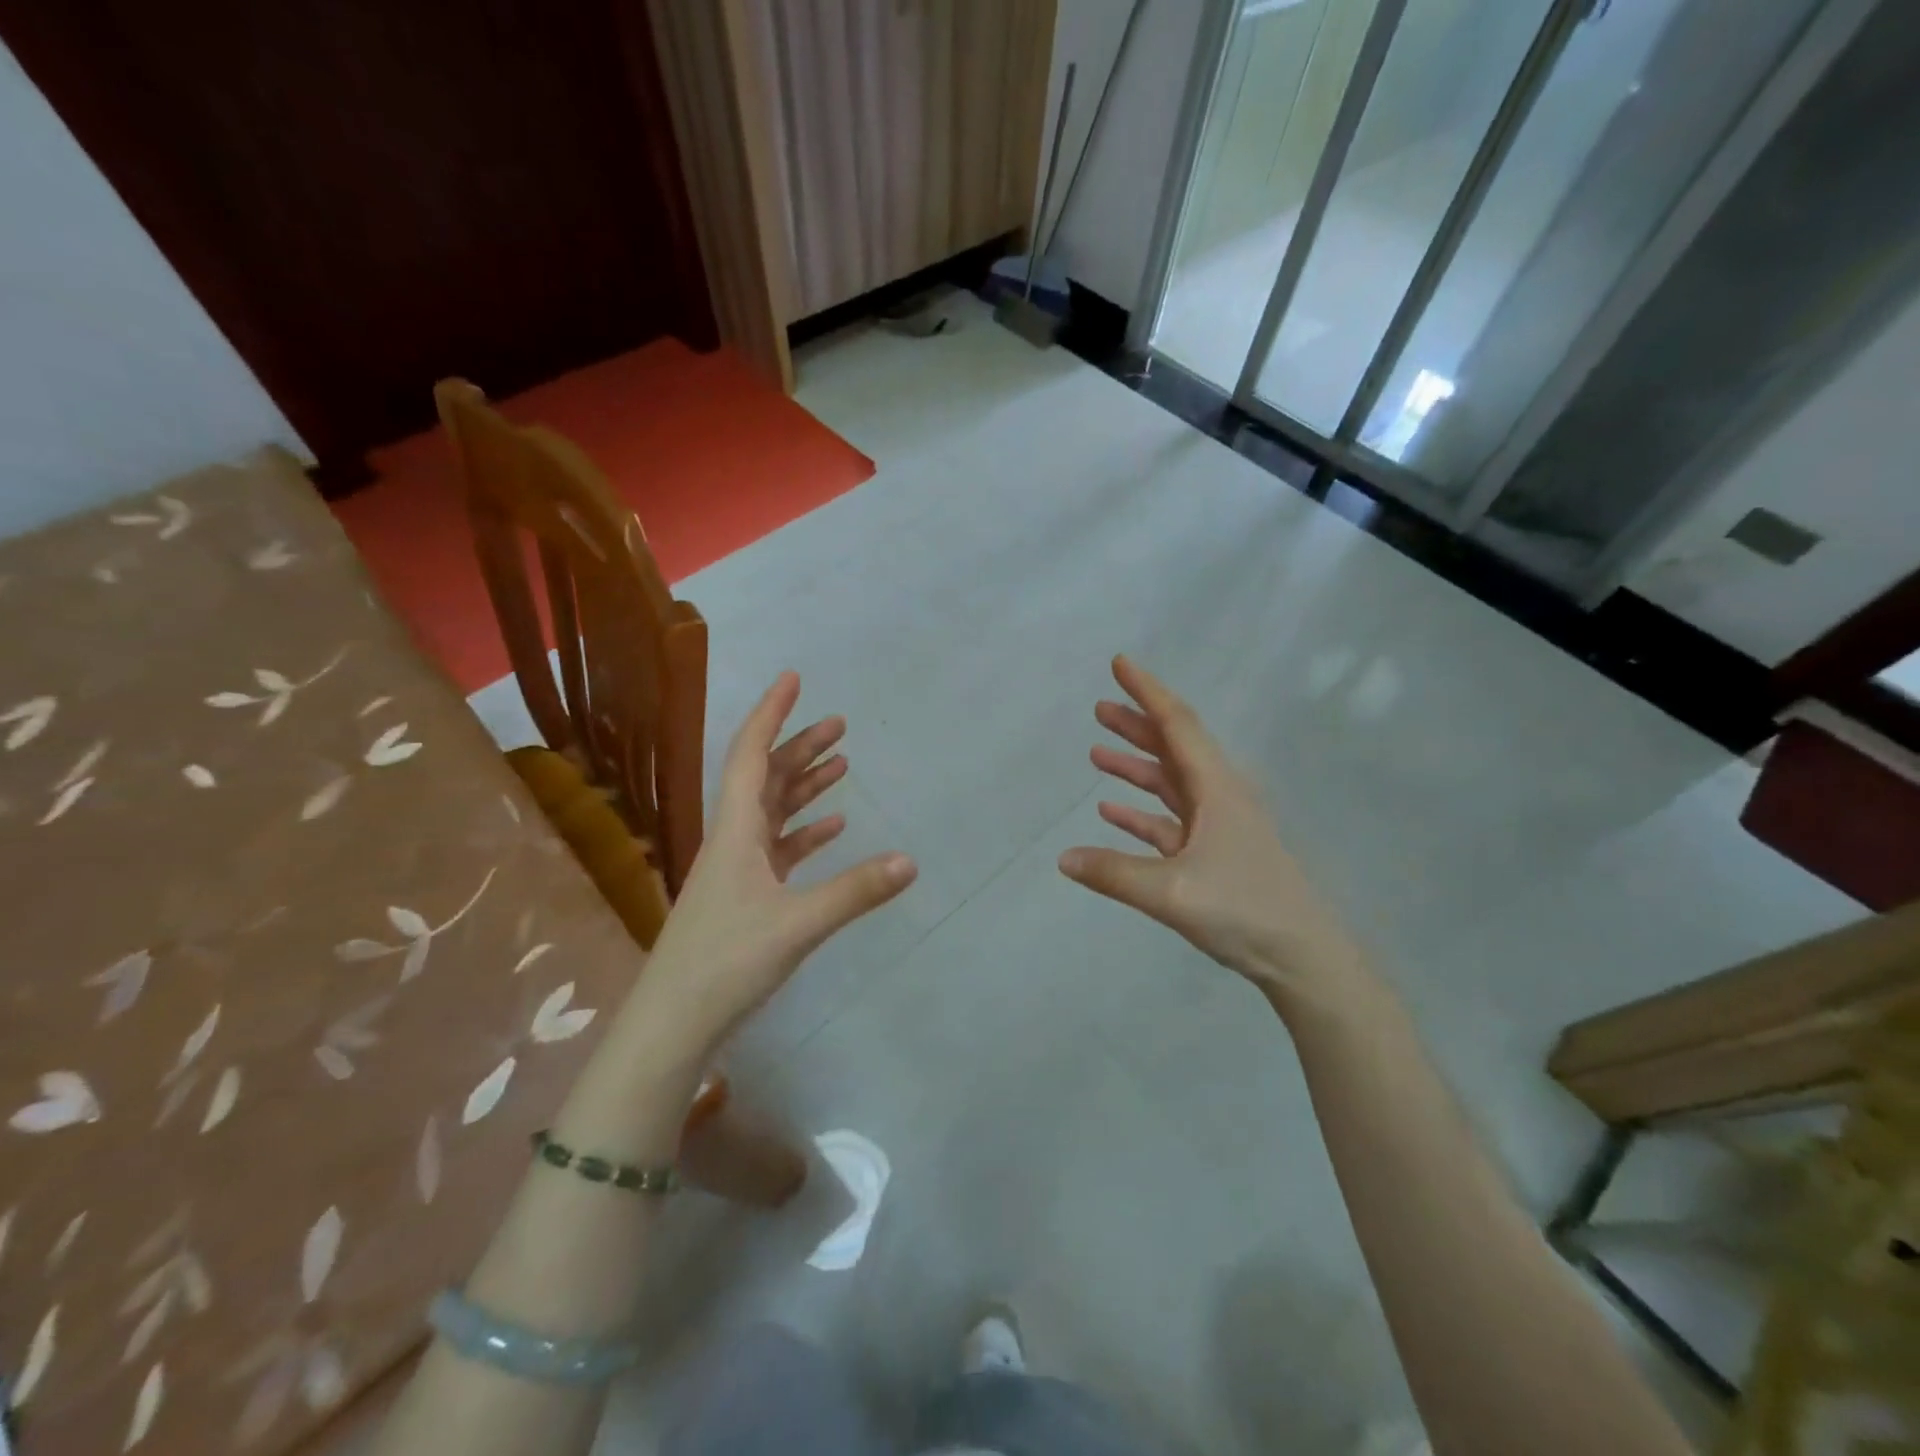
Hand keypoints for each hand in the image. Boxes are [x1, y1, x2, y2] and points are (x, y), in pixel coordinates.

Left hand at [640, 672, 916, 1049]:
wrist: (674, 1021)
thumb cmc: (726, 962)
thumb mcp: (798, 925)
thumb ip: (854, 891)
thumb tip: (910, 860)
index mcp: (735, 831)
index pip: (749, 754)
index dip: (771, 714)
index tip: (793, 680)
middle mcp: (733, 839)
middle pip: (764, 777)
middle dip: (798, 746)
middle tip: (838, 724)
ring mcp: (737, 868)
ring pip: (772, 810)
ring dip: (803, 785)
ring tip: (841, 763)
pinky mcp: (745, 895)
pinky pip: (778, 848)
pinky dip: (804, 831)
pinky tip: (832, 828)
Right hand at [1058, 656, 1362, 1015]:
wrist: (1302, 957)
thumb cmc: (1244, 910)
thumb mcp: (1171, 892)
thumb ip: (1114, 873)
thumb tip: (1062, 858)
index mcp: (1216, 788)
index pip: (1177, 724)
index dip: (1146, 691)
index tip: (1120, 663)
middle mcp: (1218, 796)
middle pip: (1172, 747)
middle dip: (1136, 724)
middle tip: (1099, 706)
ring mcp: (1217, 826)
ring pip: (1169, 783)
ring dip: (1135, 766)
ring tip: (1097, 752)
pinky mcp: (1212, 854)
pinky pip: (1168, 821)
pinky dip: (1140, 812)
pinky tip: (1110, 812)